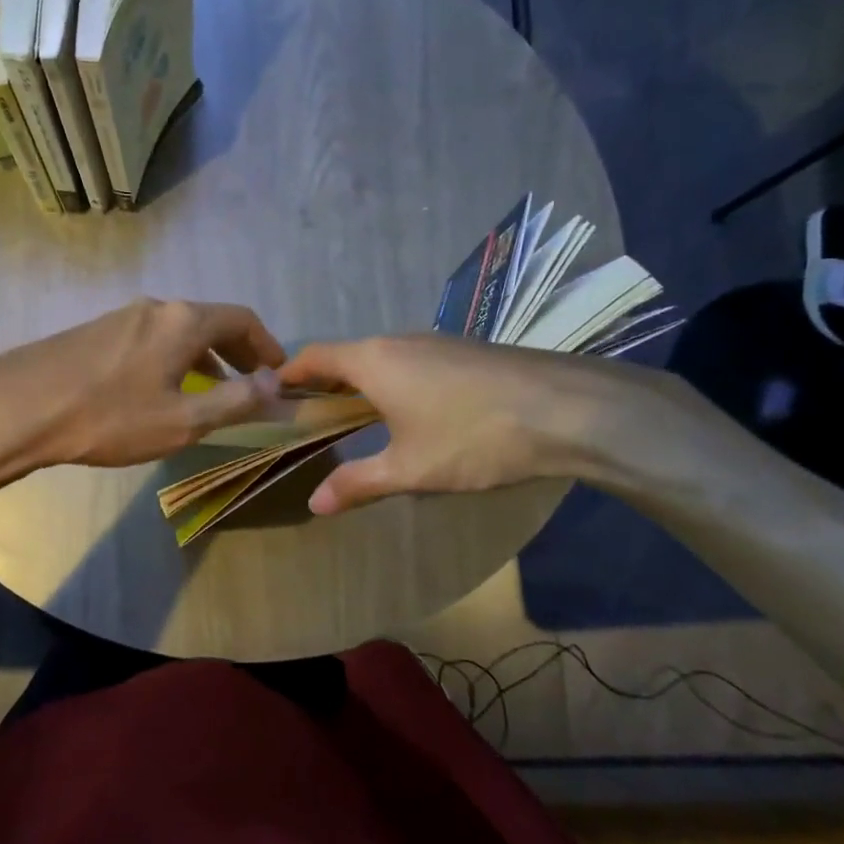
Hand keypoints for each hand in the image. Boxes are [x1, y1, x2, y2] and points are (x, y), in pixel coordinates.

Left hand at [0, 299, 285, 487]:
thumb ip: (235, 401)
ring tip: (211, 389)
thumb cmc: (110, 417)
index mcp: (184, 321)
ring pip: (178, 330)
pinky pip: (150, 338)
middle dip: (237, 350)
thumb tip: (275, 384)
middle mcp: (156, 307)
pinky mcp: (95, 331)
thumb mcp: (183, 419)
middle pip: (210, 320)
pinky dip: (173, 357)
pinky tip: (161, 388)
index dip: (267, 344)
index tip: (278, 371)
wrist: (20, 408)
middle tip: (251, 382)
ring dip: (204, 355)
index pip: (242, 318)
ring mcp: (121, 315)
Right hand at [278, 335, 674, 514]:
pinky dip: (395, 382)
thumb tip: (315, 503)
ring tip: (357, 419)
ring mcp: (438, 342)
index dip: (290, 374)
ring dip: (363, 383)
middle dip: (325, 383)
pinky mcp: (467, 351)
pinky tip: (412, 413)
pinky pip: (413, 361)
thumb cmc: (474, 437)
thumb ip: (359, 483)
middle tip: (311, 417)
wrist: (570, 408)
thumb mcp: (411, 469)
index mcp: (374, 361)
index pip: (314, 356)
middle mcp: (400, 341)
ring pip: (383, 358)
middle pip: (348, 355)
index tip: (273, 394)